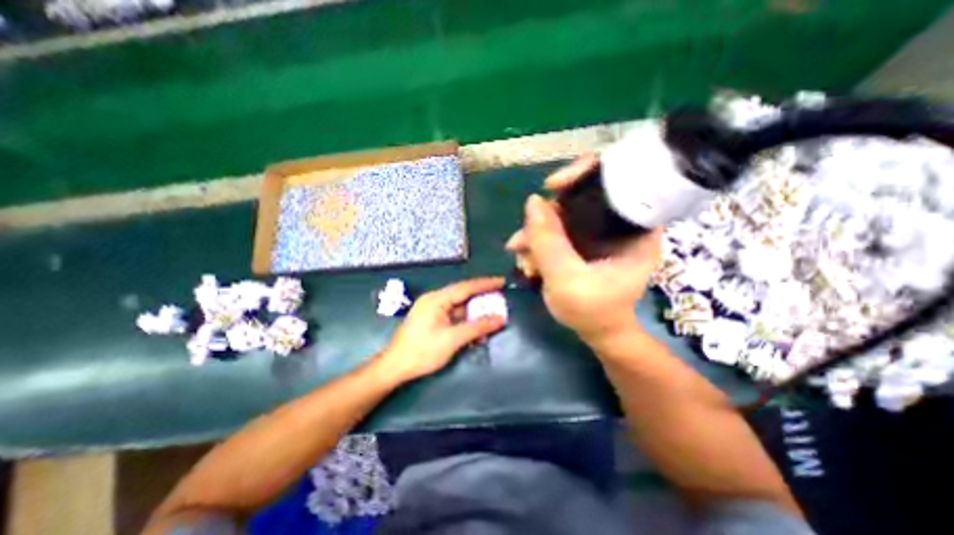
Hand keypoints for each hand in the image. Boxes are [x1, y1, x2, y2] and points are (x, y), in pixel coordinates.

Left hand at [377, 280, 506, 384]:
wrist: (395, 367)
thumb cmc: (422, 351)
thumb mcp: (453, 339)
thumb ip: (477, 327)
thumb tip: (500, 318)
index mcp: (437, 299)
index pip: (466, 287)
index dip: (485, 284)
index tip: (502, 281)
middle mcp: (435, 299)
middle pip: (463, 294)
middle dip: (482, 297)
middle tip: (500, 298)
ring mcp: (433, 309)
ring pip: (459, 306)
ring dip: (475, 312)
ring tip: (492, 315)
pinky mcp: (432, 319)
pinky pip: (454, 316)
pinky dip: (466, 321)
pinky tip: (476, 329)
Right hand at [506, 154, 664, 341]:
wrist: (596, 332)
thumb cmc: (593, 312)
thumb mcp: (568, 280)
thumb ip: (549, 242)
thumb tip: (533, 201)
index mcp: (635, 228)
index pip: (618, 179)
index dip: (584, 173)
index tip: (553, 186)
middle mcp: (618, 223)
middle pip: (579, 197)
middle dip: (545, 217)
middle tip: (523, 240)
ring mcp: (598, 231)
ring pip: (562, 215)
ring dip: (536, 233)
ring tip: (521, 257)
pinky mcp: (583, 241)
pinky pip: (556, 229)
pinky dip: (539, 241)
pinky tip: (527, 260)